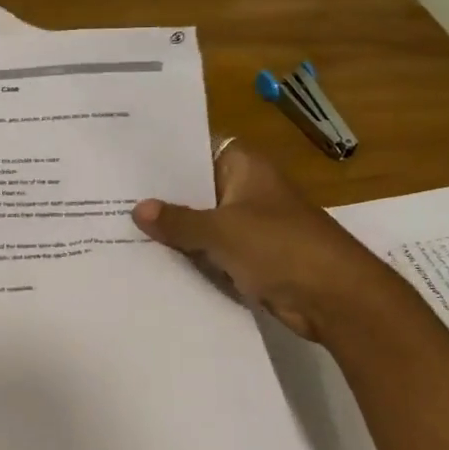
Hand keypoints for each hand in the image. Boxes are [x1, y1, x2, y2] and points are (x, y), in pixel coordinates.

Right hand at [132, 140, 408, 342]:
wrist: (338, 300)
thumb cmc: (281, 248)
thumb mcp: (221, 231)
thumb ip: (178, 221)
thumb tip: (138, 209)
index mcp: (245, 168)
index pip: (196, 149)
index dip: (164, 155)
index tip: (126, 159)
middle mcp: (246, 190)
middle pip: (195, 188)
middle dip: (161, 196)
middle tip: (110, 194)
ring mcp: (249, 225)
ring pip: (201, 222)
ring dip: (173, 230)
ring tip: (119, 226)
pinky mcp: (251, 258)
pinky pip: (211, 251)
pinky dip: (189, 255)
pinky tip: (149, 259)